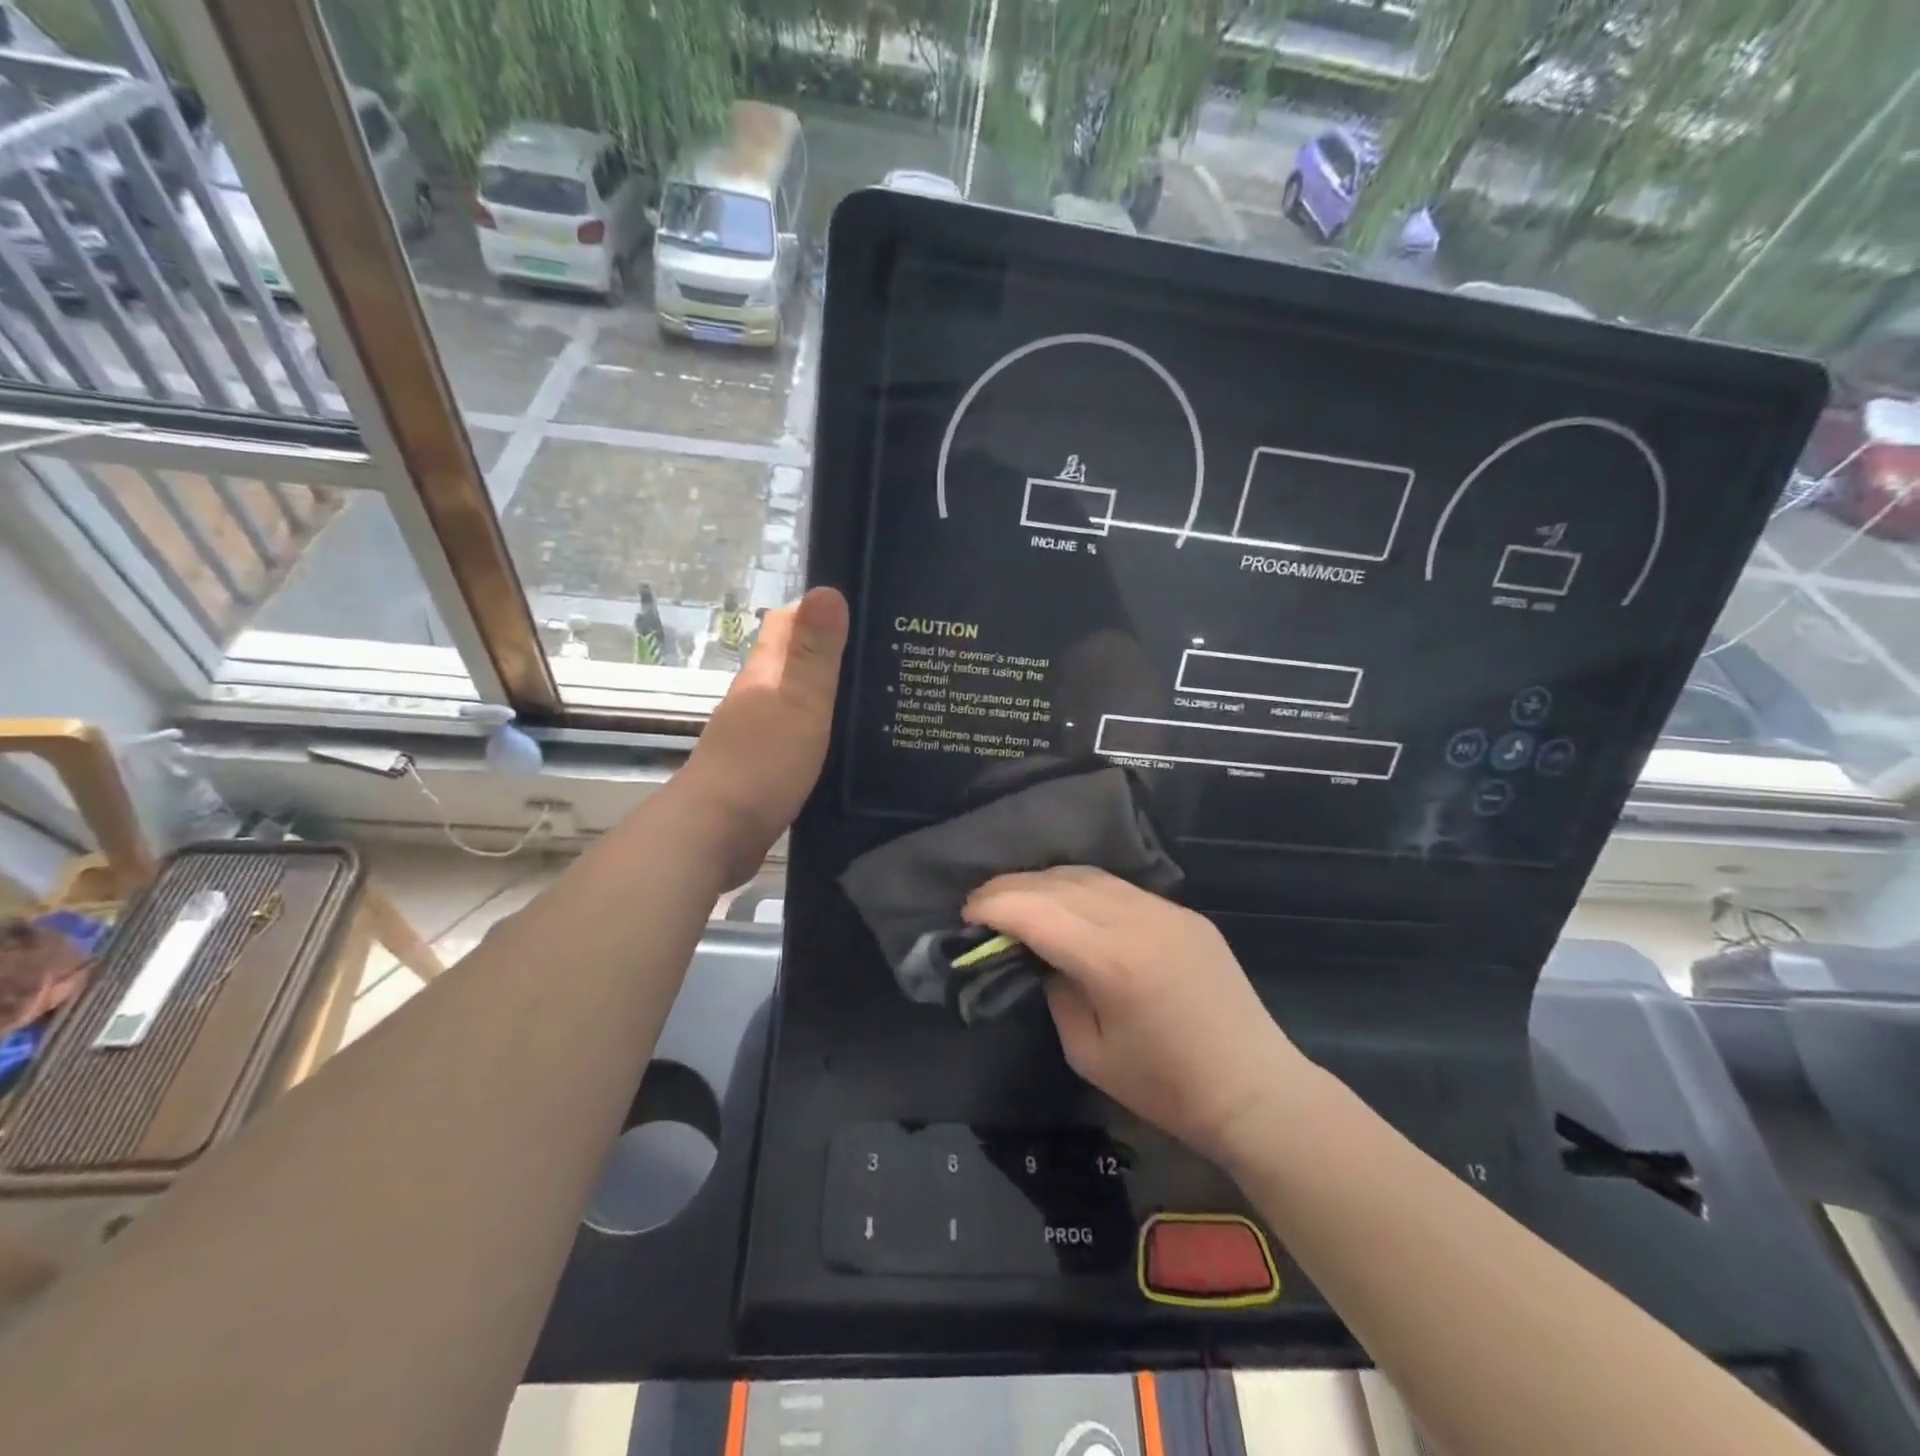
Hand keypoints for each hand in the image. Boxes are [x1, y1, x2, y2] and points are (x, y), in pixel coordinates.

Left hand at [679, 587, 847, 886]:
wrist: (715, 834)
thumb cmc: (761, 764)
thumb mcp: (799, 704)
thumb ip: (815, 653)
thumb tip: (828, 589)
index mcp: (764, 674)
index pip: (786, 622)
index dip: (817, 610)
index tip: (863, 610)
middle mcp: (755, 698)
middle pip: (792, 661)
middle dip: (829, 652)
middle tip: (881, 657)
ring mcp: (754, 734)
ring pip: (794, 700)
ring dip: (826, 694)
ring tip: (873, 699)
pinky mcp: (761, 768)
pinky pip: (796, 736)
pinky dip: (819, 730)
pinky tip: (846, 744)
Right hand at [965, 867, 1306, 1166]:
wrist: (1254, 1089)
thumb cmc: (1165, 1087)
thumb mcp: (1089, 1053)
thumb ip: (1056, 994)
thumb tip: (1042, 958)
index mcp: (1110, 960)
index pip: (1036, 912)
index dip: (994, 906)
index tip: (967, 913)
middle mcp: (1137, 920)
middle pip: (1059, 883)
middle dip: (1012, 887)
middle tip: (983, 902)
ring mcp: (1165, 910)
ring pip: (1090, 876)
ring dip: (1047, 882)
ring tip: (1019, 898)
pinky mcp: (1184, 913)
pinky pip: (1122, 889)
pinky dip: (1084, 889)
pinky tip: (1070, 905)